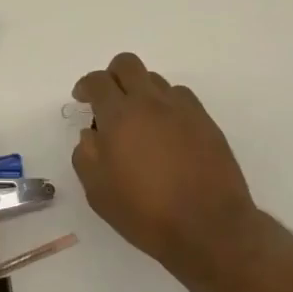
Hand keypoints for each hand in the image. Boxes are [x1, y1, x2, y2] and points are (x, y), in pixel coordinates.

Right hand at [72, 53, 258, 281]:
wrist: (210, 227)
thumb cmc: (146, 212)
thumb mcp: (98, 192)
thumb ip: (86, 155)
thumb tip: (91, 134)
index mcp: (119, 115)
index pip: (97, 81)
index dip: (85, 86)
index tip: (82, 99)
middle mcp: (150, 102)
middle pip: (127, 64)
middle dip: (113, 75)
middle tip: (109, 99)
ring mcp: (182, 109)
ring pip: (155, 79)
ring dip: (141, 92)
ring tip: (140, 121)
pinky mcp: (206, 121)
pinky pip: (181, 97)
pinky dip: (167, 105)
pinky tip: (167, 131)